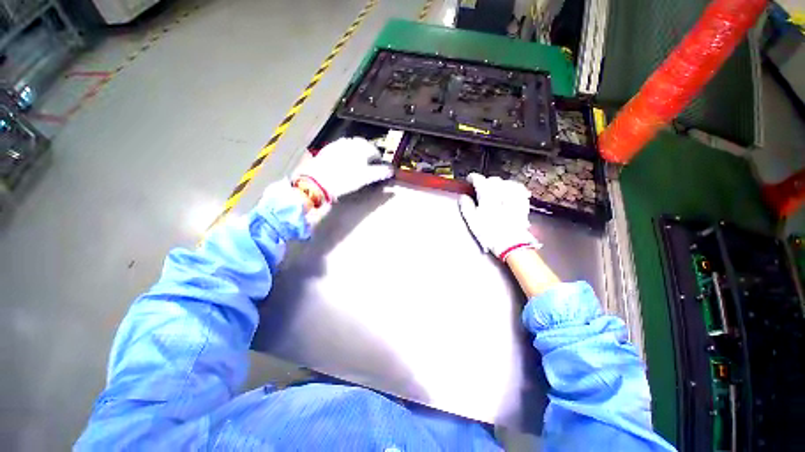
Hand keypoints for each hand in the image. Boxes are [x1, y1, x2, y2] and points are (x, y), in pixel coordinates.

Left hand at [294, 137, 393, 204]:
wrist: (317, 181)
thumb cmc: (344, 179)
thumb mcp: (365, 177)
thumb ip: (380, 172)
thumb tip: (391, 170)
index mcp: (361, 147)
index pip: (375, 151)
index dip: (378, 160)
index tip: (378, 167)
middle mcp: (350, 142)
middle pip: (363, 145)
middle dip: (367, 154)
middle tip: (368, 165)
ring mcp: (337, 144)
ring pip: (351, 145)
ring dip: (356, 152)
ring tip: (356, 164)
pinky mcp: (327, 149)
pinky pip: (340, 148)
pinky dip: (345, 153)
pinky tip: (343, 163)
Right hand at [459, 173, 540, 260]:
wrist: (510, 244)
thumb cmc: (489, 233)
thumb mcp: (472, 221)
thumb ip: (466, 206)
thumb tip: (463, 197)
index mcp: (487, 196)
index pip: (479, 180)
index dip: (473, 178)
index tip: (470, 179)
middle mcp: (501, 193)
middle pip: (494, 180)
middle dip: (486, 181)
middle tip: (480, 186)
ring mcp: (514, 197)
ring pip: (506, 182)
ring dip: (499, 183)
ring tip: (495, 188)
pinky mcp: (523, 204)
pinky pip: (519, 189)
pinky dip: (513, 187)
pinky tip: (511, 190)